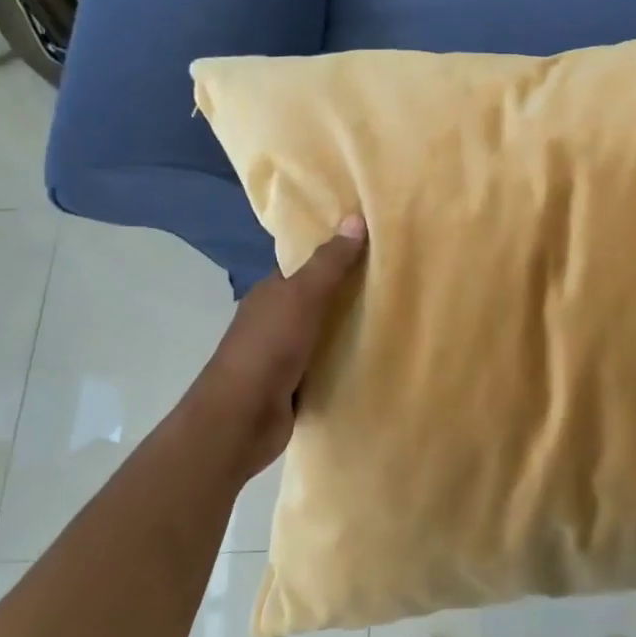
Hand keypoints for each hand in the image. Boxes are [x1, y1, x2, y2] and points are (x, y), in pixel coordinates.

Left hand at [188, 215, 367, 485]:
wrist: (241, 418)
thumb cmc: (269, 347)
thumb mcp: (302, 296)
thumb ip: (329, 263)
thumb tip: (354, 218)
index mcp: (271, 293)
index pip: (306, 267)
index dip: (335, 255)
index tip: (373, 248)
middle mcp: (274, 320)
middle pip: (317, 300)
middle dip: (348, 294)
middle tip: (395, 283)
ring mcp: (282, 355)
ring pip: (323, 334)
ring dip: (348, 330)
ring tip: (394, 318)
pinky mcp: (293, 386)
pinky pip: (326, 365)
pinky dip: (344, 361)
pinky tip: (373, 358)